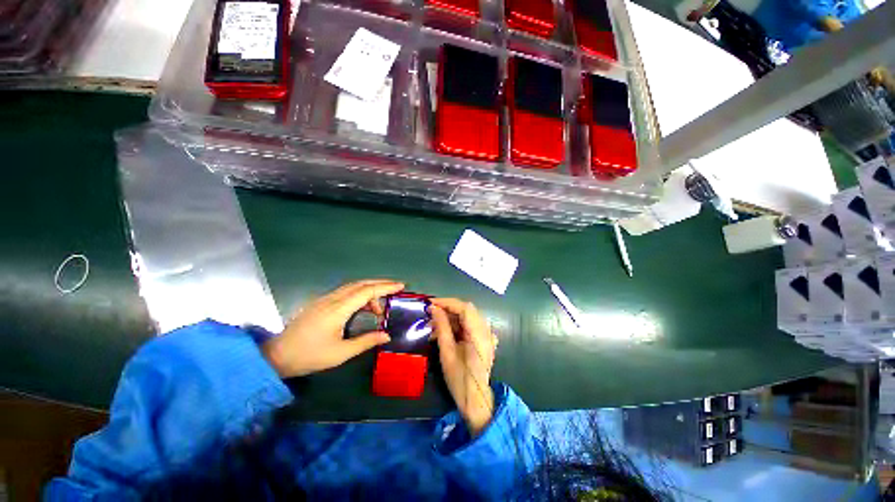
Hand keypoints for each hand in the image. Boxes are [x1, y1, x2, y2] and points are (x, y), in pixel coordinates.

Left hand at [262, 280, 403, 377]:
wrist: (276, 356)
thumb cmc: (310, 356)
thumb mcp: (341, 353)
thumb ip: (366, 341)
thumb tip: (387, 335)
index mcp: (338, 309)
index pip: (367, 291)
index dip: (385, 287)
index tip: (401, 286)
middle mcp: (332, 299)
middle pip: (361, 284)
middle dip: (381, 283)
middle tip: (396, 288)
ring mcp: (325, 299)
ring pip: (353, 286)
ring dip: (370, 290)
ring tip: (379, 306)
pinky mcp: (320, 303)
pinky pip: (345, 292)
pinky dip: (359, 295)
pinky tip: (362, 307)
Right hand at [430, 298, 497, 436]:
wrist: (475, 400)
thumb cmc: (459, 379)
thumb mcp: (447, 353)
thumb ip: (442, 328)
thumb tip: (434, 309)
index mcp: (479, 335)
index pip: (465, 308)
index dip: (447, 302)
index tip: (431, 303)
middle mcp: (486, 331)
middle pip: (467, 310)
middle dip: (448, 309)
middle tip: (431, 313)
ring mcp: (487, 335)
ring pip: (468, 317)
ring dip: (451, 318)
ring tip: (434, 327)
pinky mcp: (484, 339)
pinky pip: (470, 325)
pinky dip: (457, 325)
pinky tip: (445, 332)